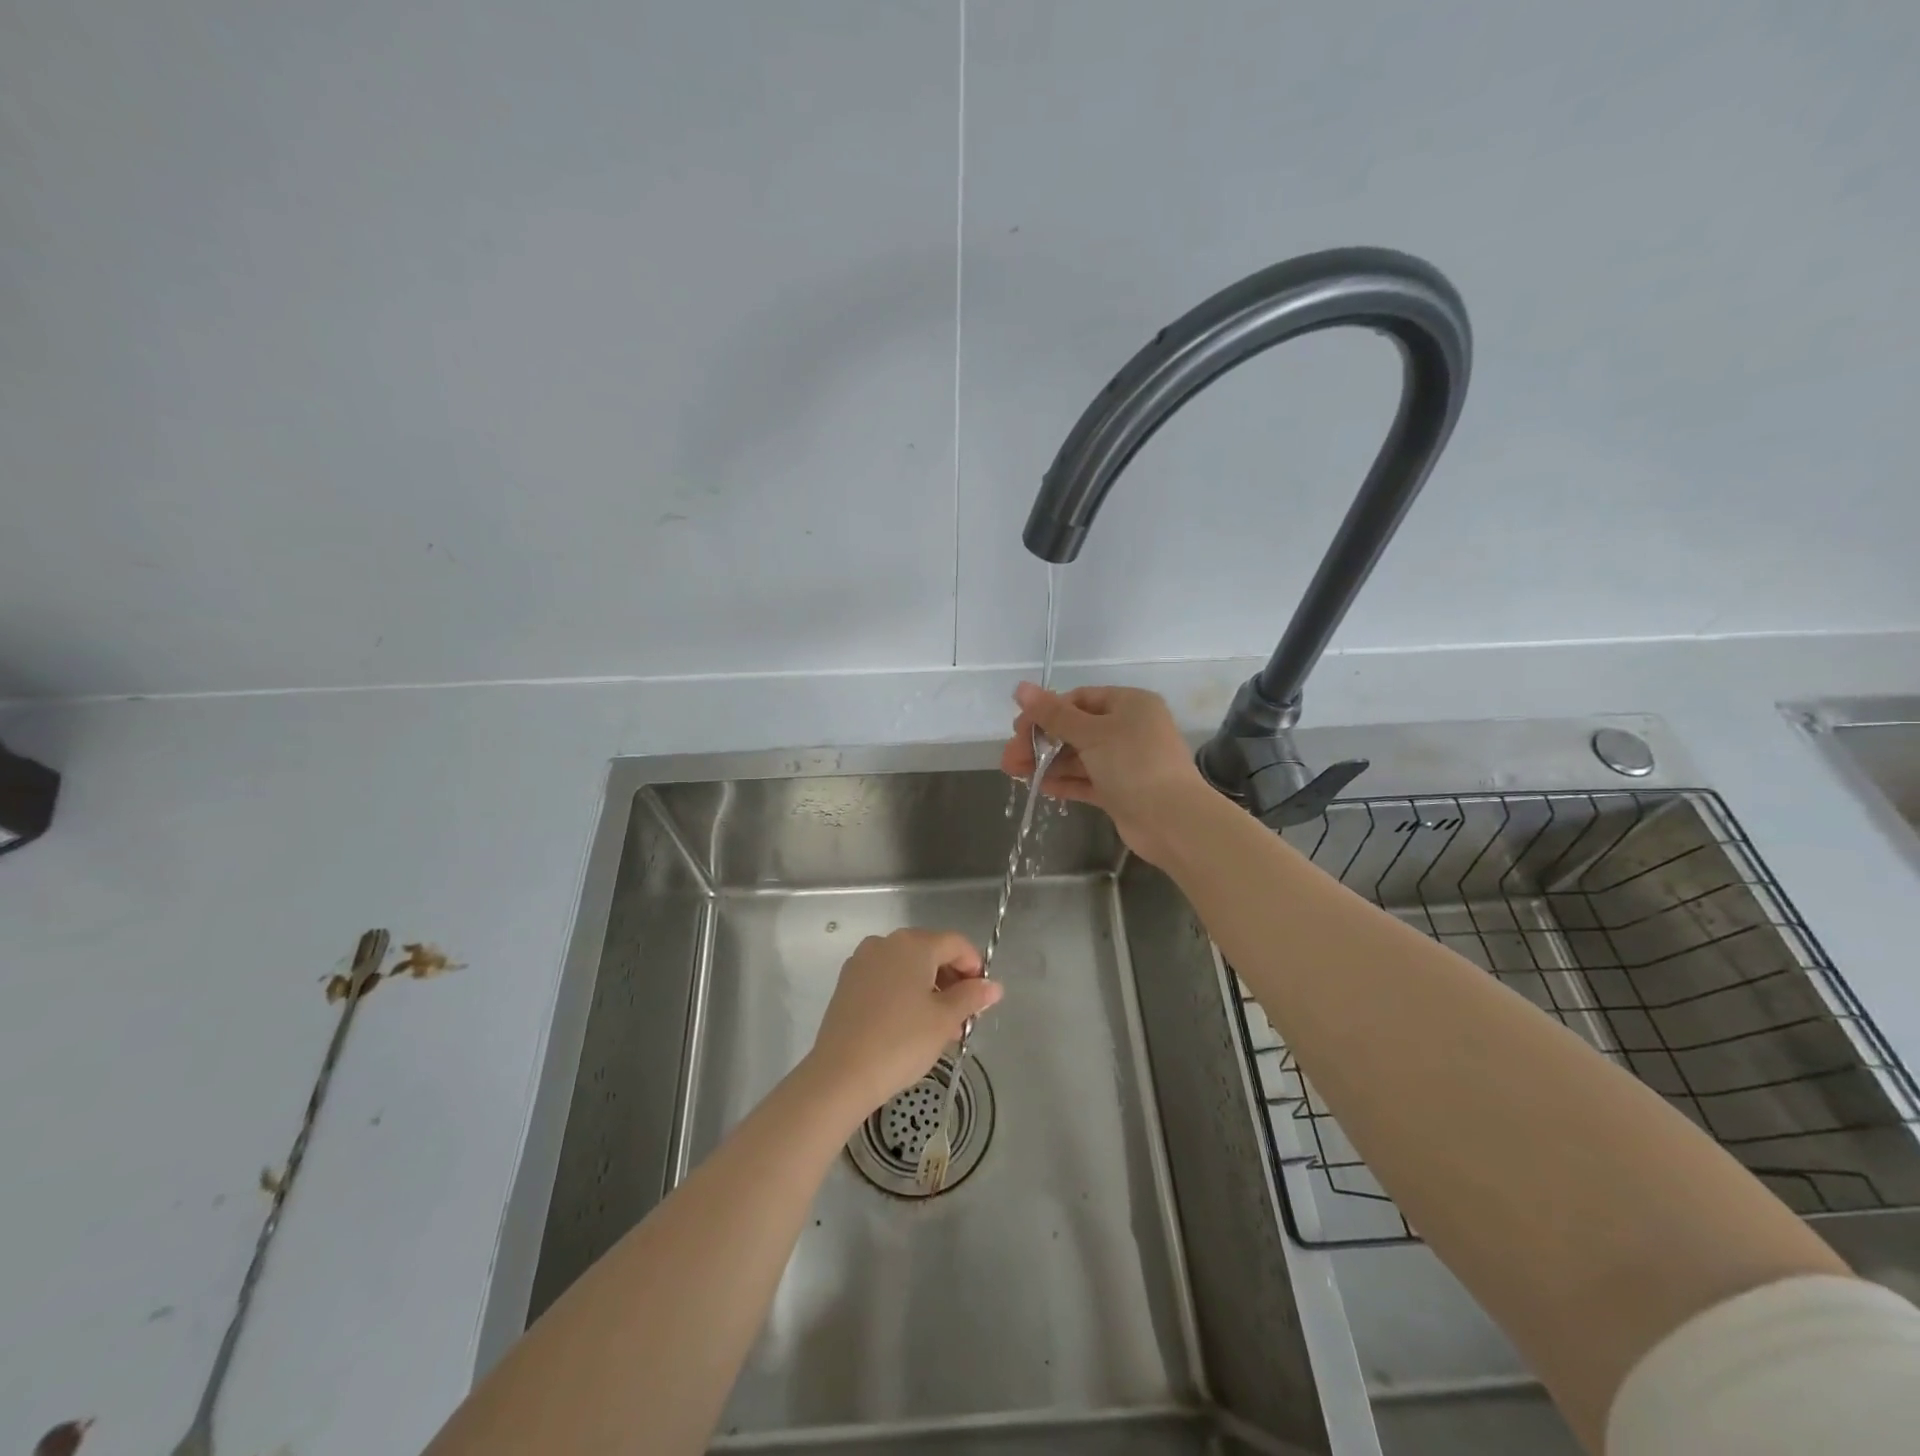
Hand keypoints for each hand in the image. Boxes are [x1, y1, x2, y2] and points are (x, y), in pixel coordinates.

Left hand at [802, 929, 1001, 1119]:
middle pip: (930, 952)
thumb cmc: (901, 1041)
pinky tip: (909, 1025)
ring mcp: (862, 961)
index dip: (975, 966)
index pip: (955, 943)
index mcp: (913, 944)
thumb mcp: (945, 1020)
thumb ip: (971, 997)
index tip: (982, 997)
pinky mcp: (847, 982)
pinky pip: (885, 979)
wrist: (841, 1073)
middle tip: (963, 1018)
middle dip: (951, 981)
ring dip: (928, 989)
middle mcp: (886, 942)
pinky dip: (903, 993)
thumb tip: (993, 987)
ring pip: (907, 967)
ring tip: (939, 1027)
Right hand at [1001, 682, 1208, 865]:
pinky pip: (1087, 780)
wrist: (1173, 821)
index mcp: (1130, 704)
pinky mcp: (1122, 791)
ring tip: (1016, 774)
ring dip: (1048, 763)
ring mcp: (1126, 762)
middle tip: (1010, 758)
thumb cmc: (1133, 764)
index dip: (1046, 712)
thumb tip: (1020, 688)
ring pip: (1079, 756)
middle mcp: (1130, 728)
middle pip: (1075, 729)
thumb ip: (1053, 714)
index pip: (1079, 699)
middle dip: (1041, 742)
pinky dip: (1065, 781)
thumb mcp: (1091, 734)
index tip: (1018, 729)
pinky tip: (1041, 787)